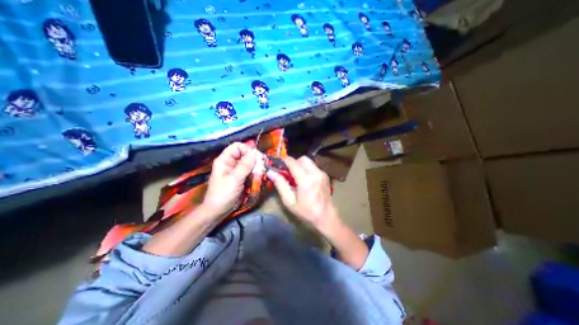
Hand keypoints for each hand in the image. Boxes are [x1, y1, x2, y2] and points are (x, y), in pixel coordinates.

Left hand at [203, 141, 257, 218]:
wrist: (218, 211)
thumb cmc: (222, 195)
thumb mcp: (234, 180)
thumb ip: (245, 166)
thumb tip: (254, 153)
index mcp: (224, 160)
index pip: (237, 146)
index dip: (247, 149)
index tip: (256, 157)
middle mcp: (231, 163)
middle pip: (244, 154)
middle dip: (254, 158)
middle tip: (262, 165)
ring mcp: (236, 170)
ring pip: (249, 162)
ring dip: (256, 166)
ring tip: (262, 171)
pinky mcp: (241, 177)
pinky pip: (250, 171)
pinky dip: (255, 172)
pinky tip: (259, 176)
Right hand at [266, 157, 340, 229]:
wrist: (326, 217)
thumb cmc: (306, 211)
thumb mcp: (289, 201)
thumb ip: (280, 184)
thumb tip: (271, 172)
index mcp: (305, 179)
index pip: (292, 162)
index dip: (283, 161)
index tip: (278, 165)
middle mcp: (315, 172)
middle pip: (302, 158)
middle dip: (293, 162)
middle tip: (288, 172)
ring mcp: (322, 173)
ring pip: (308, 161)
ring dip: (300, 165)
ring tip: (296, 177)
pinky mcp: (325, 175)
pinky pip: (313, 167)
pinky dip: (307, 169)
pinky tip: (305, 180)